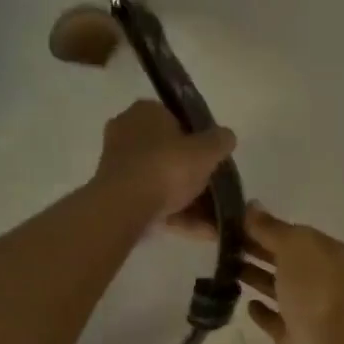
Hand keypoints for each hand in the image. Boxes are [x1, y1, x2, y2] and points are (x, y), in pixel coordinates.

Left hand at [93, 100, 236, 224]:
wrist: (124, 206)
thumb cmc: (166, 166)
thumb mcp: (206, 150)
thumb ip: (221, 141)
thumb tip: (226, 137)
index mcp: (146, 111)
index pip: (177, 118)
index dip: (198, 138)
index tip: (213, 159)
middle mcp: (127, 132)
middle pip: (170, 153)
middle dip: (195, 175)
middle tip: (216, 191)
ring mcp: (119, 165)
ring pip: (163, 181)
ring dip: (191, 202)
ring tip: (216, 222)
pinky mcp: (117, 195)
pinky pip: (154, 202)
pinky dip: (178, 216)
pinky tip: (203, 232)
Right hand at [231, 204, 343, 343]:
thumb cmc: (312, 289)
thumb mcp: (293, 246)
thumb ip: (271, 227)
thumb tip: (251, 207)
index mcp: (325, 252)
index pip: (292, 232)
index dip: (264, 225)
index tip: (231, 220)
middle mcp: (318, 278)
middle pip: (283, 257)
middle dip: (256, 248)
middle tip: (220, 242)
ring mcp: (306, 308)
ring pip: (276, 286)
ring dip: (254, 276)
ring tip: (224, 267)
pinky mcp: (291, 334)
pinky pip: (273, 318)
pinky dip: (260, 310)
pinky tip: (244, 302)